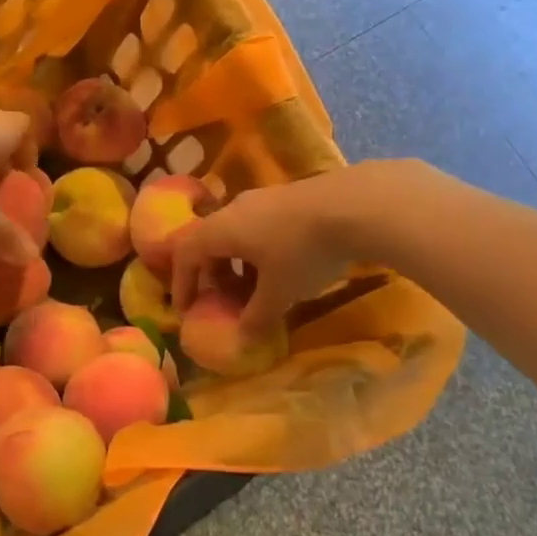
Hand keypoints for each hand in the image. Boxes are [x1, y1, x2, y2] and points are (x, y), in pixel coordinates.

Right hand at [171, 165, 393, 331]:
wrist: (354, 205)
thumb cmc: (303, 252)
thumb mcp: (279, 293)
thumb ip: (256, 317)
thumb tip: (242, 337)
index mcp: (221, 230)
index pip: (185, 253)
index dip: (182, 282)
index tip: (186, 309)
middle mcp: (235, 210)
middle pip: (208, 241)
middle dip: (211, 274)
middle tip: (222, 301)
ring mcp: (262, 200)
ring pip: (236, 234)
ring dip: (237, 264)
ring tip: (256, 291)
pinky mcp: (288, 198)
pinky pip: (258, 227)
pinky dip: (258, 252)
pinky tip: (284, 270)